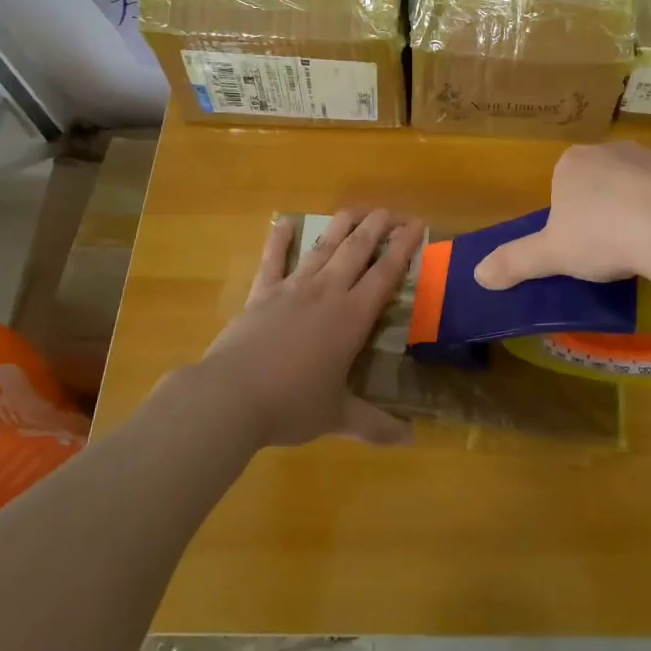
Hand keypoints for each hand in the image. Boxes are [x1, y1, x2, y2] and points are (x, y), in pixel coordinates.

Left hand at [199, 208, 424, 448]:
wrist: (233, 395)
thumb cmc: (292, 405)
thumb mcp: (337, 416)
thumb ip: (375, 425)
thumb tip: (411, 440)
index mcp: (352, 317)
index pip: (385, 273)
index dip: (403, 247)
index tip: (417, 225)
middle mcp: (327, 292)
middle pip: (357, 248)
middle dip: (377, 226)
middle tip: (391, 211)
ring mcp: (293, 287)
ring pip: (323, 247)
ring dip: (342, 225)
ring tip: (356, 209)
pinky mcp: (262, 292)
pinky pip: (273, 259)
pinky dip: (279, 240)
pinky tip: (285, 223)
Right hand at [473, 142, 650, 290]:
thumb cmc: (602, 234)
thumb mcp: (551, 255)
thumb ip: (515, 261)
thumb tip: (477, 275)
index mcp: (573, 163)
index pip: (563, 186)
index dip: (569, 217)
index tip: (580, 246)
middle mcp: (612, 150)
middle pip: (602, 182)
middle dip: (605, 210)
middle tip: (611, 250)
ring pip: (640, 186)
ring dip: (641, 210)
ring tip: (646, 249)